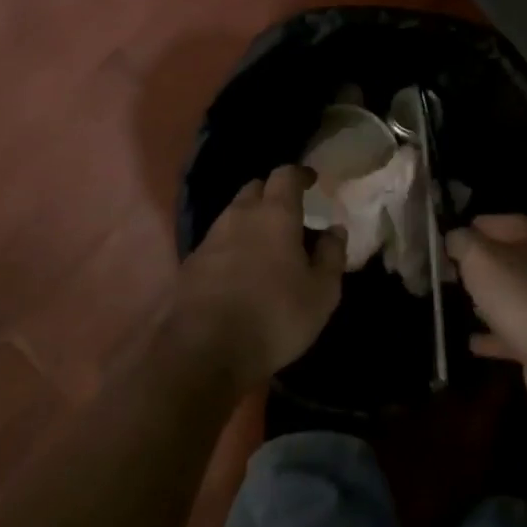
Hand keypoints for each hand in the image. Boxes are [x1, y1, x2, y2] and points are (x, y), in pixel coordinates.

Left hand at [170, 165, 344, 387]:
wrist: (202, 351)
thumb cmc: (274, 316)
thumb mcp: (321, 293)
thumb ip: (331, 256)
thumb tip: (335, 230)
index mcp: (275, 213)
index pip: (285, 175)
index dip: (299, 174)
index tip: (311, 180)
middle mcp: (240, 215)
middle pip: (255, 188)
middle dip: (272, 194)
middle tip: (289, 212)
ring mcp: (211, 238)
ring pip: (234, 214)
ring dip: (250, 220)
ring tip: (266, 243)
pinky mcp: (191, 263)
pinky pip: (217, 241)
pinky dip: (232, 245)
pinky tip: (240, 270)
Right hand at [446, 214, 526, 418]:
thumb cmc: (513, 292)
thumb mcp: (476, 255)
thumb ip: (460, 240)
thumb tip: (454, 238)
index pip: (494, 222)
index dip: (469, 229)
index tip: (444, 242)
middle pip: (502, 259)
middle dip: (476, 266)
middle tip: (446, 271)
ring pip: (506, 295)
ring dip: (485, 299)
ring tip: (455, 301)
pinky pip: (507, 333)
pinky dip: (490, 336)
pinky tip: (470, 342)